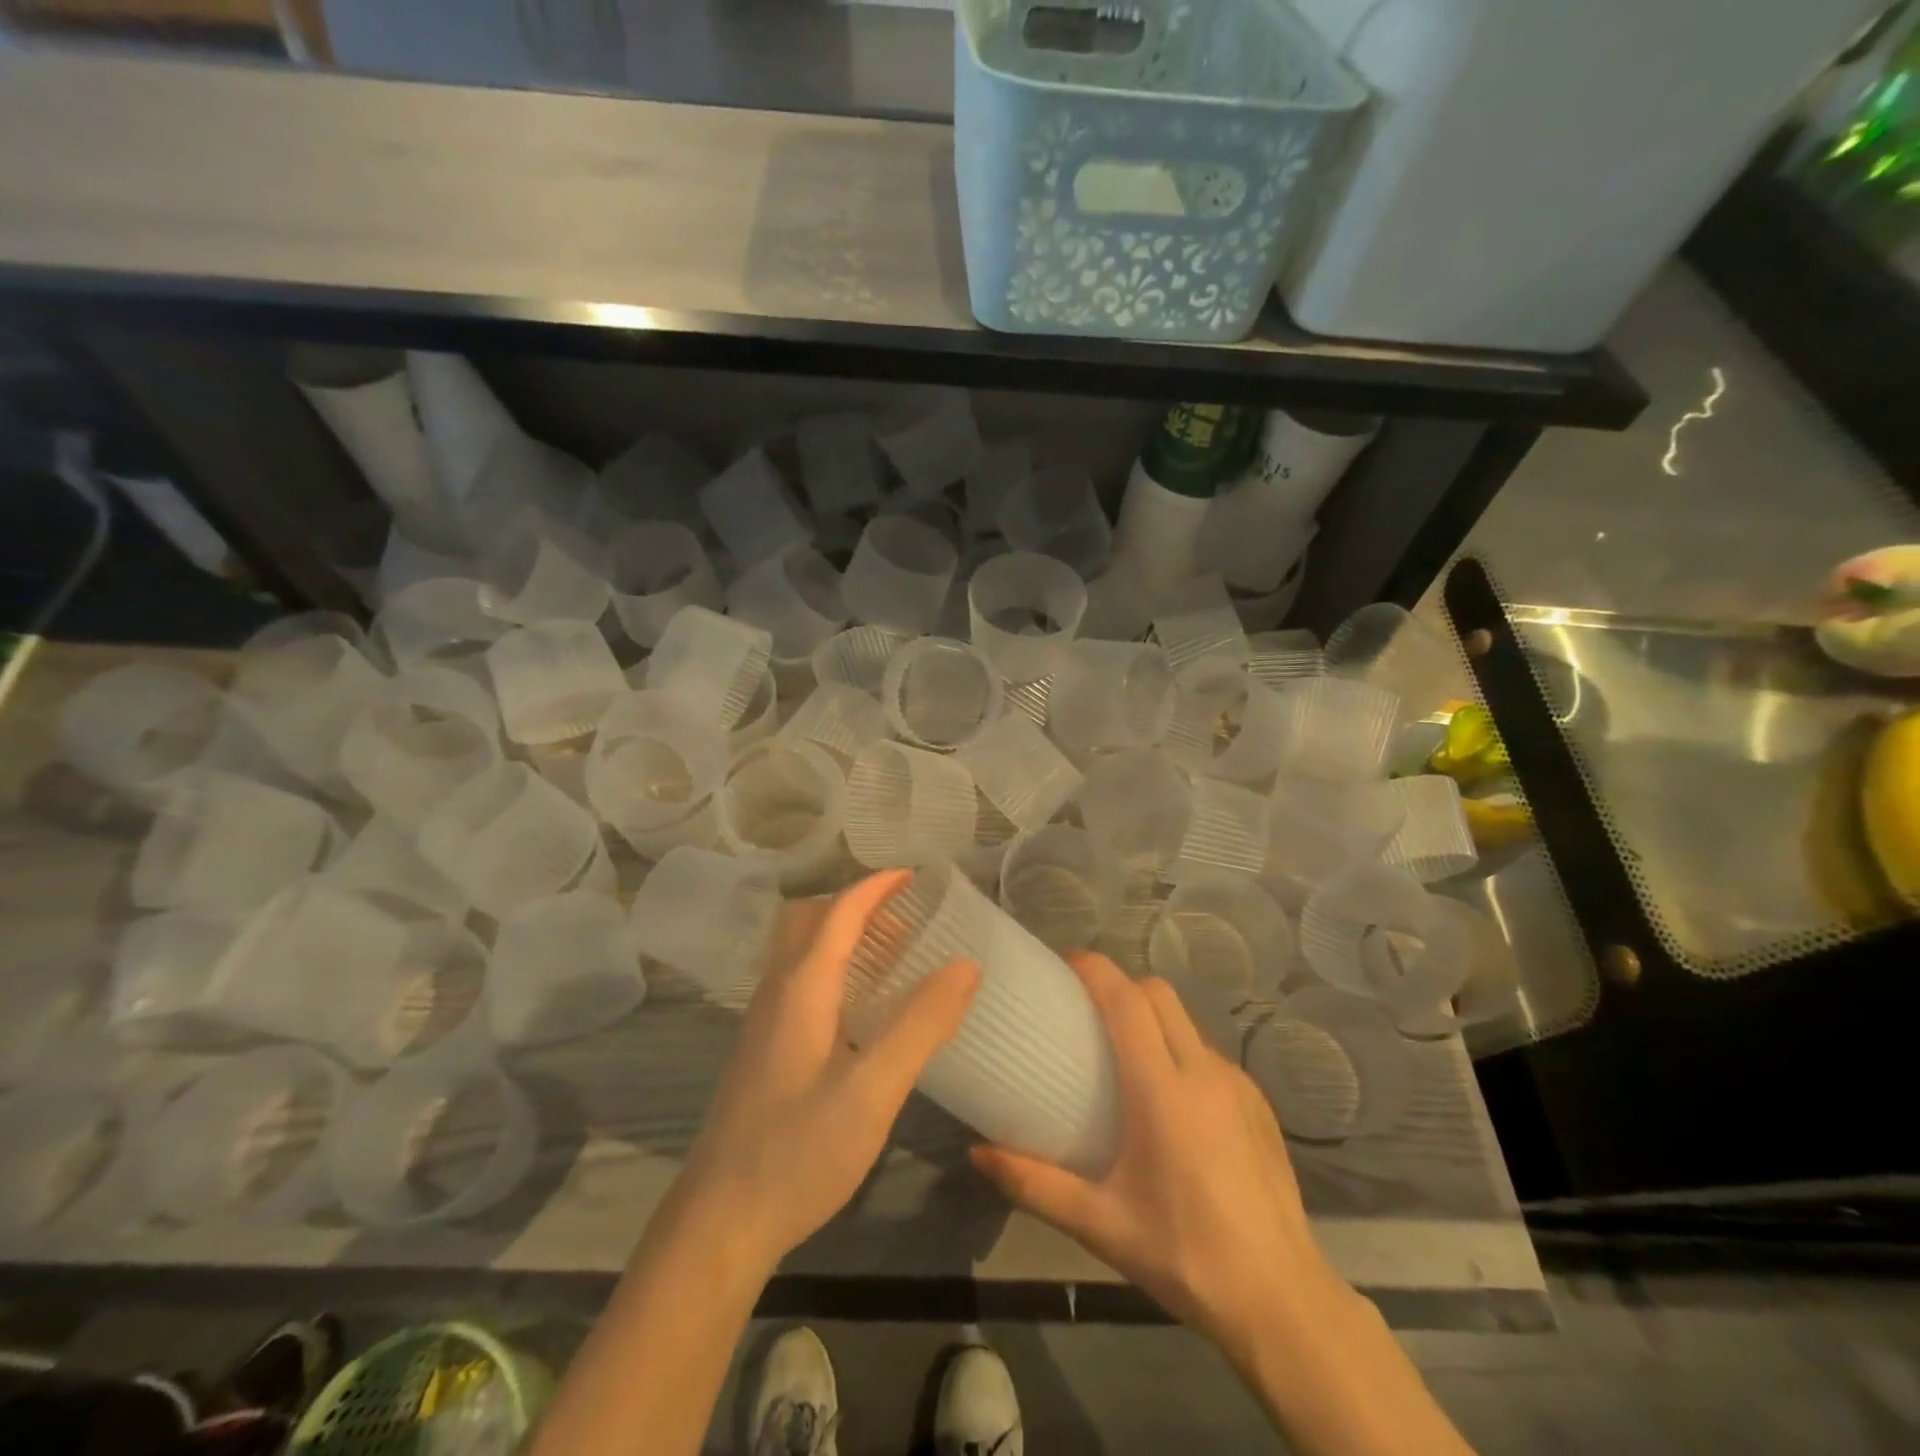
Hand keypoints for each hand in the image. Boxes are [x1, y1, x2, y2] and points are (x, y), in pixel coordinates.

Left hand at [675, 869, 978, 1270]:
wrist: (719, 1223)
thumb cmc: (798, 1152)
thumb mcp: (873, 1089)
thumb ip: (921, 1024)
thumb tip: (965, 964)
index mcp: (801, 987)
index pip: (839, 912)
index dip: (876, 886)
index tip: (916, 875)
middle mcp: (776, 991)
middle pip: (811, 921)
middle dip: (858, 905)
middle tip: (906, 916)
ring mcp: (764, 1021)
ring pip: (802, 952)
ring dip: (844, 936)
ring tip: (893, 953)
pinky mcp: (763, 1050)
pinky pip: (800, 982)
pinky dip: (834, 968)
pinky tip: (861, 1008)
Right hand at [972, 953, 1354, 1360]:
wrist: (1282, 1301)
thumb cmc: (1184, 1256)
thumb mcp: (1100, 1224)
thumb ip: (1034, 1183)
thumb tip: (977, 1154)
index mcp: (1163, 1092)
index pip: (1127, 1002)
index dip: (1095, 971)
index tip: (1065, 963)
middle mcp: (1203, 1072)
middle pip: (1158, 995)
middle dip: (1121, 985)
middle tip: (1086, 1008)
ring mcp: (1237, 1084)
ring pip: (1186, 1022)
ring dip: (1151, 1018)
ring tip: (1123, 1053)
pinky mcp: (1259, 1103)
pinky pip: (1208, 1053)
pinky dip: (1180, 1051)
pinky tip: (1169, 1101)